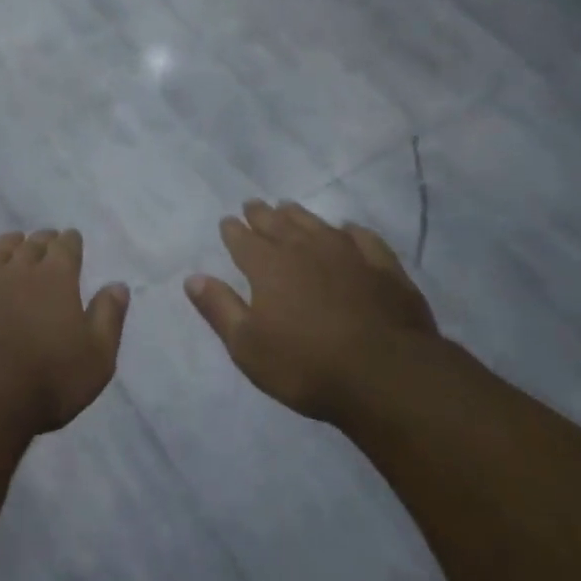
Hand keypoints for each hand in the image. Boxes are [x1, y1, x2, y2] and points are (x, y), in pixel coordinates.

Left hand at [0, 230, 130, 440]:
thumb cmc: (47, 380)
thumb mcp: (96, 357)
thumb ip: (108, 317)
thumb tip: (118, 285)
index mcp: (57, 278)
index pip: (66, 247)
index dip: (70, 241)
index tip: (71, 238)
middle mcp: (19, 268)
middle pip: (32, 244)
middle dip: (42, 240)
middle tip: (46, 240)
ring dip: (11, 245)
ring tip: (15, 244)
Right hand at [186, 201, 438, 422]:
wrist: (387, 375)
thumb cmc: (306, 364)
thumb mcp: (247, 346)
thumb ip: (219, 308)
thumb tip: (193, 277)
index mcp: (268, 266)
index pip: (243, 240)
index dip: (233, 230)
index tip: (227, 222)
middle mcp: (304, 249)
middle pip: (278, 224)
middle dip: (261, 215)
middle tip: (253, 205)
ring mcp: (348, 254)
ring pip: (317, 224)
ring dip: (299, 215)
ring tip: (289, 208)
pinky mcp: (384, 268)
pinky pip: (362, 238)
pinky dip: (350, 231)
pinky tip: (347, 230)